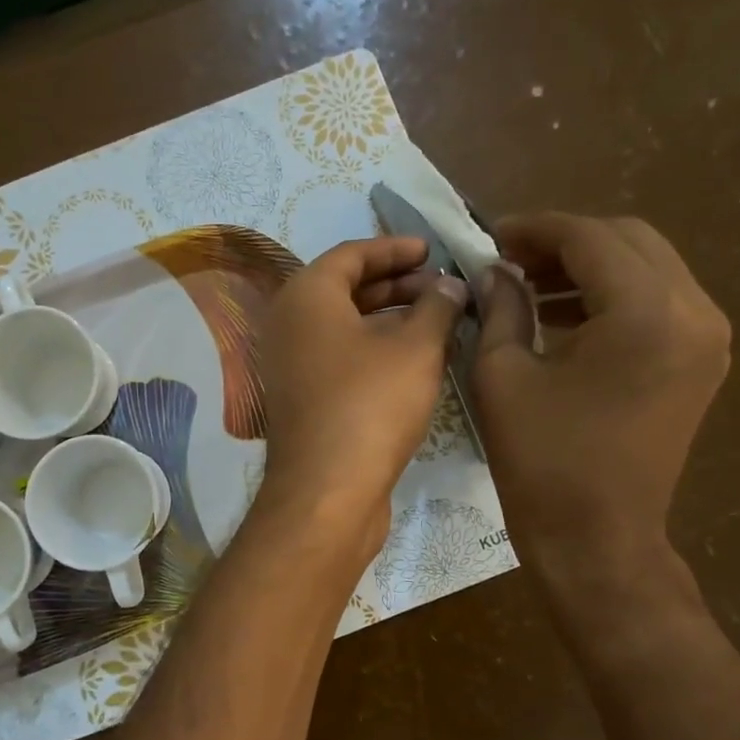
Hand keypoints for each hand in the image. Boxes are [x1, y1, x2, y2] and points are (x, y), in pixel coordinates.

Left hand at [257, 236, 467, 553]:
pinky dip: (375, 349)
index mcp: (305, 296)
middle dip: (397, 284)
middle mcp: (288, 324)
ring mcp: (291, 365)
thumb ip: (437, 306)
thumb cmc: (371, 405)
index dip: (395, 248)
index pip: (351, 253)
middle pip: (346, 288)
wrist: (327, 491)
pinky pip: (340, 357)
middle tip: (443, 288)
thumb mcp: (416, 348)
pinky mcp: (302, 399)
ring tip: (438, 322)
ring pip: (345, 326)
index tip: (432, 250)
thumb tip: (450, 286)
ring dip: (390, 318)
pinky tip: (414, 361)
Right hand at [473, 213, 729, 594]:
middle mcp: (693, 311)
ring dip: (589, 266)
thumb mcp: (502, 376)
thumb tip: (496, 271)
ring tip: (530, 287)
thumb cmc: (542, 462)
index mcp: (644, 313)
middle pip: (628, 239)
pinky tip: (564, 316)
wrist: (597, 539)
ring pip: (647, 266)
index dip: (534, 230)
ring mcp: (707, 336)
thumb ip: (501, 307)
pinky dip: (612, 295)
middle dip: (564, 242)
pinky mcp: (702, 360)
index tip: (491, 236)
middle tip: (509, 261)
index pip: (589, 237)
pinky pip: (658, 301)